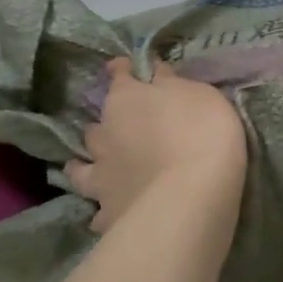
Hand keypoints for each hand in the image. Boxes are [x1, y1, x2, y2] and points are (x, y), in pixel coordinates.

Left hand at [65, 60, 246, 234]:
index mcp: (126, 99)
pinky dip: (102, 209)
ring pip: (80, 168)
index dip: (122, 70)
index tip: (123, 67)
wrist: (189, 196)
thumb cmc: (202, 132)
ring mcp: (101, 175)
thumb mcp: (200, 95)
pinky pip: (97, 211)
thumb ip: (173, 85)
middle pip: (96, 124)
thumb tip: (155, 73)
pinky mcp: (107, 212)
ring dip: (87, 165)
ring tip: (96, 168)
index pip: (119, 75)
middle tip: (121, 128)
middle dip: (106, 124)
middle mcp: (104, 134)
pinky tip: (106, 213)